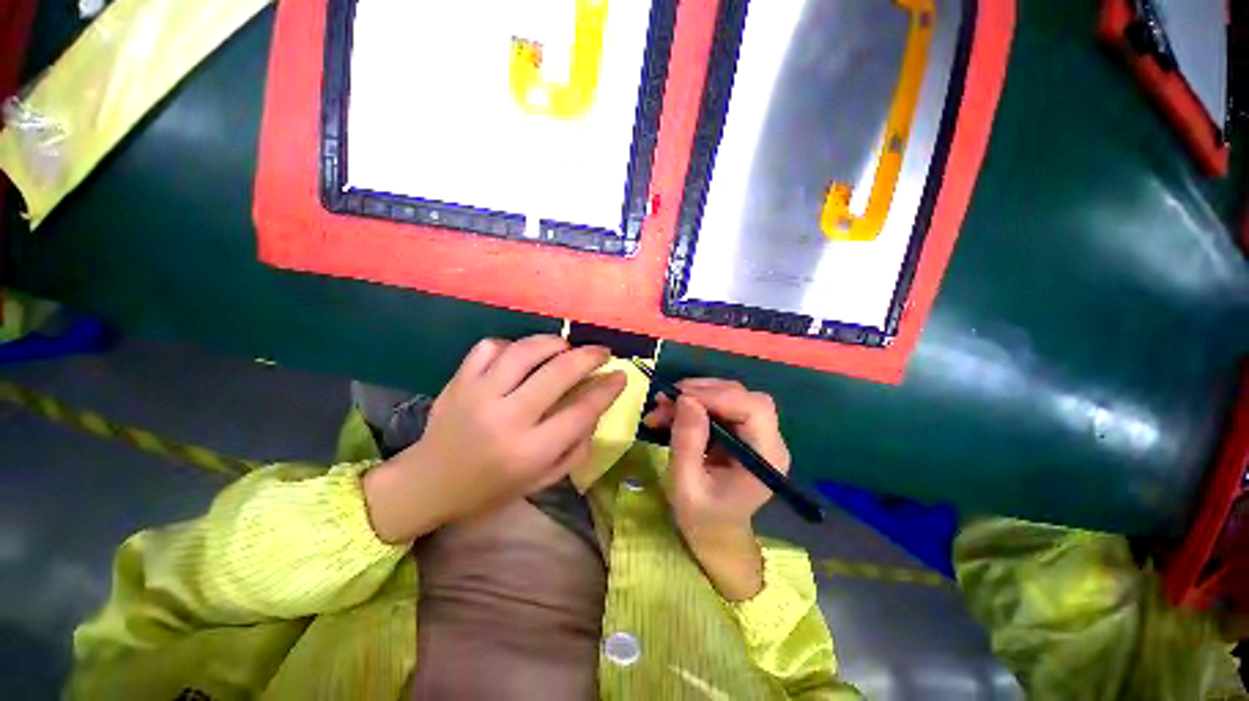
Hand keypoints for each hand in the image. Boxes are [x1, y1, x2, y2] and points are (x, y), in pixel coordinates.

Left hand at [364, 335, 626, 542]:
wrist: (428, 484)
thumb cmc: (490, 488)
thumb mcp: (541, 480)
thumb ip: (575, 447)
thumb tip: (596, 408)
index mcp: (529, 450)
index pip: (581, 411)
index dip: (607, 389)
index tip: (621, 375)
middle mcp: (506, 418)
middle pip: (558, 372)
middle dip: (589, 356)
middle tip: (602, 352)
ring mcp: (478, 394)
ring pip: (525, 350)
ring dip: (555, 343)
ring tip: (566, 347)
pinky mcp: (459, 380)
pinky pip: (491, 346)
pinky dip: (513, 345)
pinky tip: (521, 356)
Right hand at [643, 379, 790, 599]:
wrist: (714, 534)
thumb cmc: (702, 518)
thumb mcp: (686, 485)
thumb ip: (687, 442)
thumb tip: (686, 399)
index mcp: (766, 458)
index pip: (754, 409)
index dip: (718, 396)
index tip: (679, 397)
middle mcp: (768, 439)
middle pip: (742, 396)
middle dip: (702, 392)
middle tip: (666, 399)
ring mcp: (755, 433)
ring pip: (728, 395)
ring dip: (693, 395)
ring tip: (661, 406)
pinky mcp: (740, 430)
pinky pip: (718, 404)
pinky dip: (693, 403)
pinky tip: (669, 412)